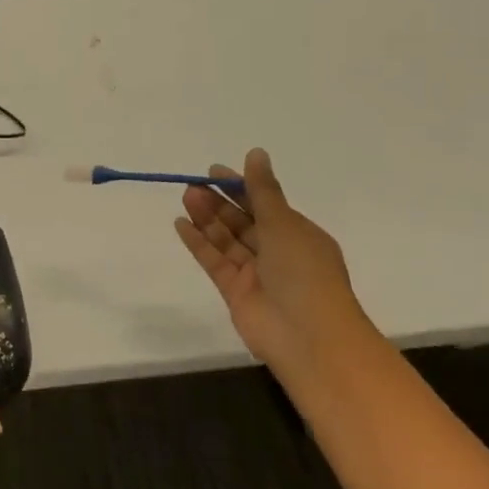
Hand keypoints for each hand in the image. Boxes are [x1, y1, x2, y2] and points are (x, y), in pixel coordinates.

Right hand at [174, 148, 374, 378]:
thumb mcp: (284, 223)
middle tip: (193, 184)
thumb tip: (256, 153)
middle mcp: (278, 252)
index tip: (215, 172)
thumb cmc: (304, 272)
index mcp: (298, 234)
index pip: (265, 204)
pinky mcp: (235, 291)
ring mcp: (255, 273)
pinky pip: (214, 261)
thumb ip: (263, 190)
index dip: (241, 186)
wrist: (307, 336)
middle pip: (243, 221)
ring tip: (186, 197)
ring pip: (226, 239)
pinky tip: (180, 224)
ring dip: (207, 218)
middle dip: (220, 202)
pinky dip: (198, 243)